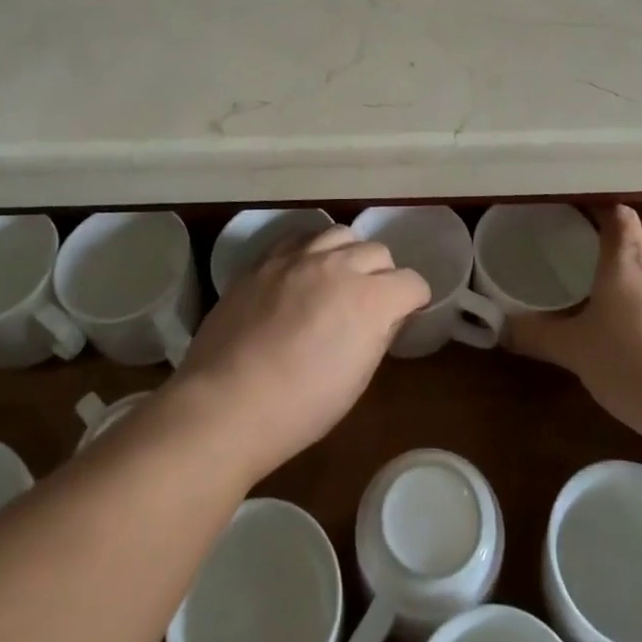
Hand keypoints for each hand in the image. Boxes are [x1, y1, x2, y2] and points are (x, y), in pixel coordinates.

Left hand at [168, 227, 429, 482]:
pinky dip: (311, 250)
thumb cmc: (300, 408)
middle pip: (378, 252)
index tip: (406, 314)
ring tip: (337, 278)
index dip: (414, 300)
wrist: (226, 404)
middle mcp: (339, 266)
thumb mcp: (356, 379)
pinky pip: (299, 238)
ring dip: (348, 254)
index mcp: (370, 299)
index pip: (412, 282)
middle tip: (370, 302)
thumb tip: (386, 316)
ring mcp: (298, 257)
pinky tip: (303, 271)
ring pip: (340, 234)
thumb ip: (377, 335)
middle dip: (383, 275)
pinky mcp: (265, 260)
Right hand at [507, 205, 641, 446]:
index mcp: (626, 260)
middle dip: (626, 230)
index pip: (619, 214)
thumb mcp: (575, 351)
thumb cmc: (632, 364)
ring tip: (617, 287)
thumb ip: (537, 336)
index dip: (601, 209)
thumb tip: (500, 328)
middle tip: (596, 245)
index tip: (578, 214)